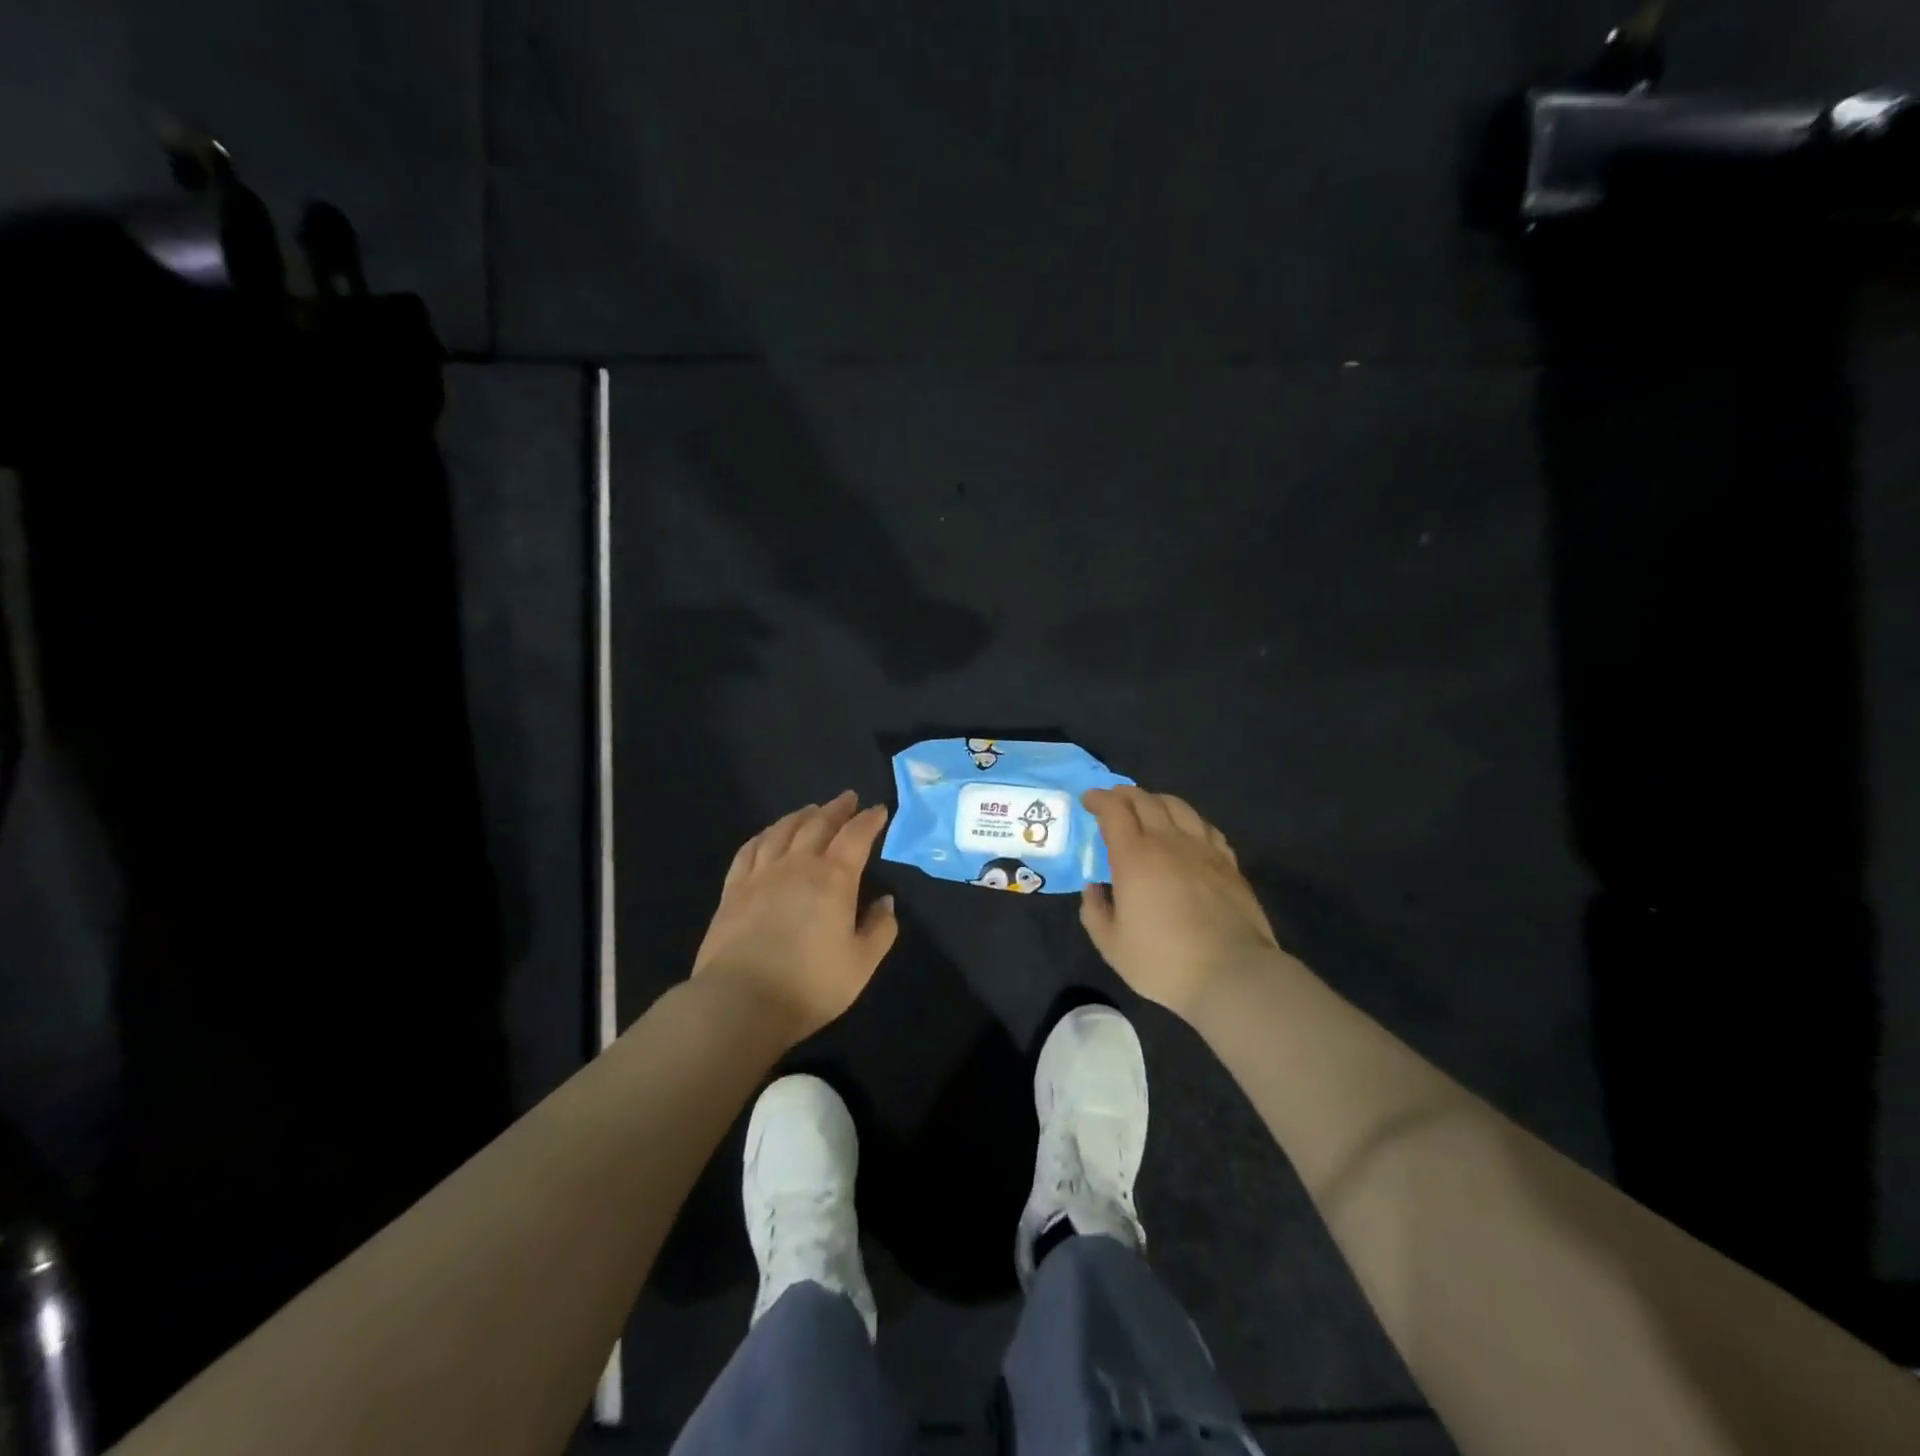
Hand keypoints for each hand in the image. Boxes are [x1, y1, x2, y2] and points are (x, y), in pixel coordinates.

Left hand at [692, 791, 899, 1043]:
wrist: (739, 1003)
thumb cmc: (809, 985)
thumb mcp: (861, 964)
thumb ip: (880, 929)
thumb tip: (885, 902)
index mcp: (833, 878)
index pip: (855, 836)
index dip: (869, 820)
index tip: (878, 810)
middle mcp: (797, 865)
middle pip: (818, 824)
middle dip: (836, 809)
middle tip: (848, 798)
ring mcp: (760, 875)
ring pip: (782, 831)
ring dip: (800, 816)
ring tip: (811, 810)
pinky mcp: (733, 890)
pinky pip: (749, 850)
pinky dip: (764, 835)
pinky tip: (768, 835)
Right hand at [1080, 786, 1282, 1020]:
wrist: (1232, 974)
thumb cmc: (1163, 961)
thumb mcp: (1111, 945)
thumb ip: (1094, 911)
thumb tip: (1094, 888)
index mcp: (1134, 857)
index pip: (1114, 811)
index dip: (1098, 800)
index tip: (1088, 800)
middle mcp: (1168, 842)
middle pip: (1145, 800)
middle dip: (1124, 794)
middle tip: (1112, 800)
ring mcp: (1203, 850)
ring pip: (1178, 807)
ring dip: (1156, 800)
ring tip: (1148, 806)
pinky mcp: (1229, 863)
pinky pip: (1205, 826)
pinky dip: (1188, 819)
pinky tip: (1186, 829)